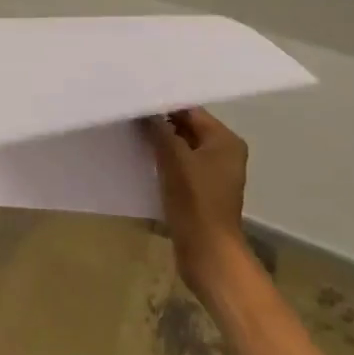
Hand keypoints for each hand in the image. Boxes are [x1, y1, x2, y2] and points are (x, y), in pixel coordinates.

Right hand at [144, 107, 253, 299]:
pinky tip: (140, 159)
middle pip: (186, 128)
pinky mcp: (201, 192)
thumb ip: (159, 129)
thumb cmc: (196, 202)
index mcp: (225, 140)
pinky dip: (163, 162)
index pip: (191, 111)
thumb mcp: (174, 159)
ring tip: (129, 134)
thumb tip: (143, 110)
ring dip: (159, 143)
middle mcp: (223, 153)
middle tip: (128, 114)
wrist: (208, 254)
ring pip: (181, 148)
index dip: (163, 104)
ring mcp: (213, 174)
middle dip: (159, 123)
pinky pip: (180, 167)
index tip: (136, 100)